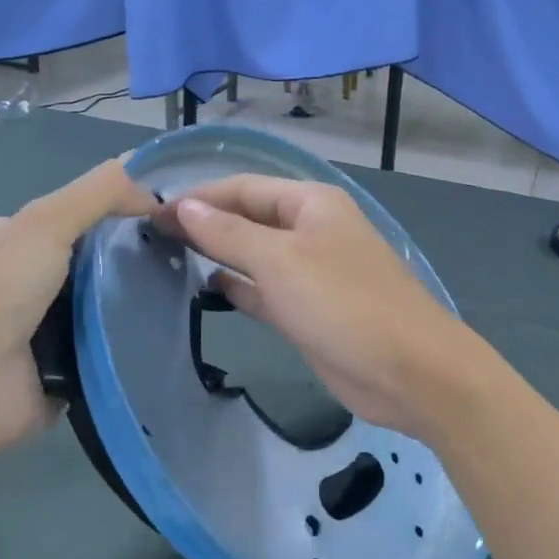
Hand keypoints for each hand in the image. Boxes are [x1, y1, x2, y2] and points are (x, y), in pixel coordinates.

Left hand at [0, 159, 156, 464]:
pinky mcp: (64, 369)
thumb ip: (99, 194)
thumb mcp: (45, 223)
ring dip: (138, 301)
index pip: (78, 214)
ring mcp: (43, 328)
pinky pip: (109, 347)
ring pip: (106, 304)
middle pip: (96, 260)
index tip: (171, 215)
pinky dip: (131, 342)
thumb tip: (155, 187)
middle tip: (186, 255)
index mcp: (11, 241)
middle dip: (136, 257)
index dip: (122, 209)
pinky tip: (167, 332)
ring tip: (189, 292)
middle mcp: (24, 282)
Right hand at [153, 175, 479, 437]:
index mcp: (311, 203)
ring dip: (219, 255)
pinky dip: (239, 288)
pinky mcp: (310, 312)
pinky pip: (266, 291)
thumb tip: (184, 206)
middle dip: (205, 224)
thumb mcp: (280, 261)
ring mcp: (312, 273)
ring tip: (168, 258)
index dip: (197, 198)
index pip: (242, 188)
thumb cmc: (344, 303)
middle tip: (150, 238)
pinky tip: (208, 288)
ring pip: (256, 256)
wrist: (410, 371)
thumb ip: (228, 233)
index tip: (149, 214)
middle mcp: (311, 231)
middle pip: (249, 219)